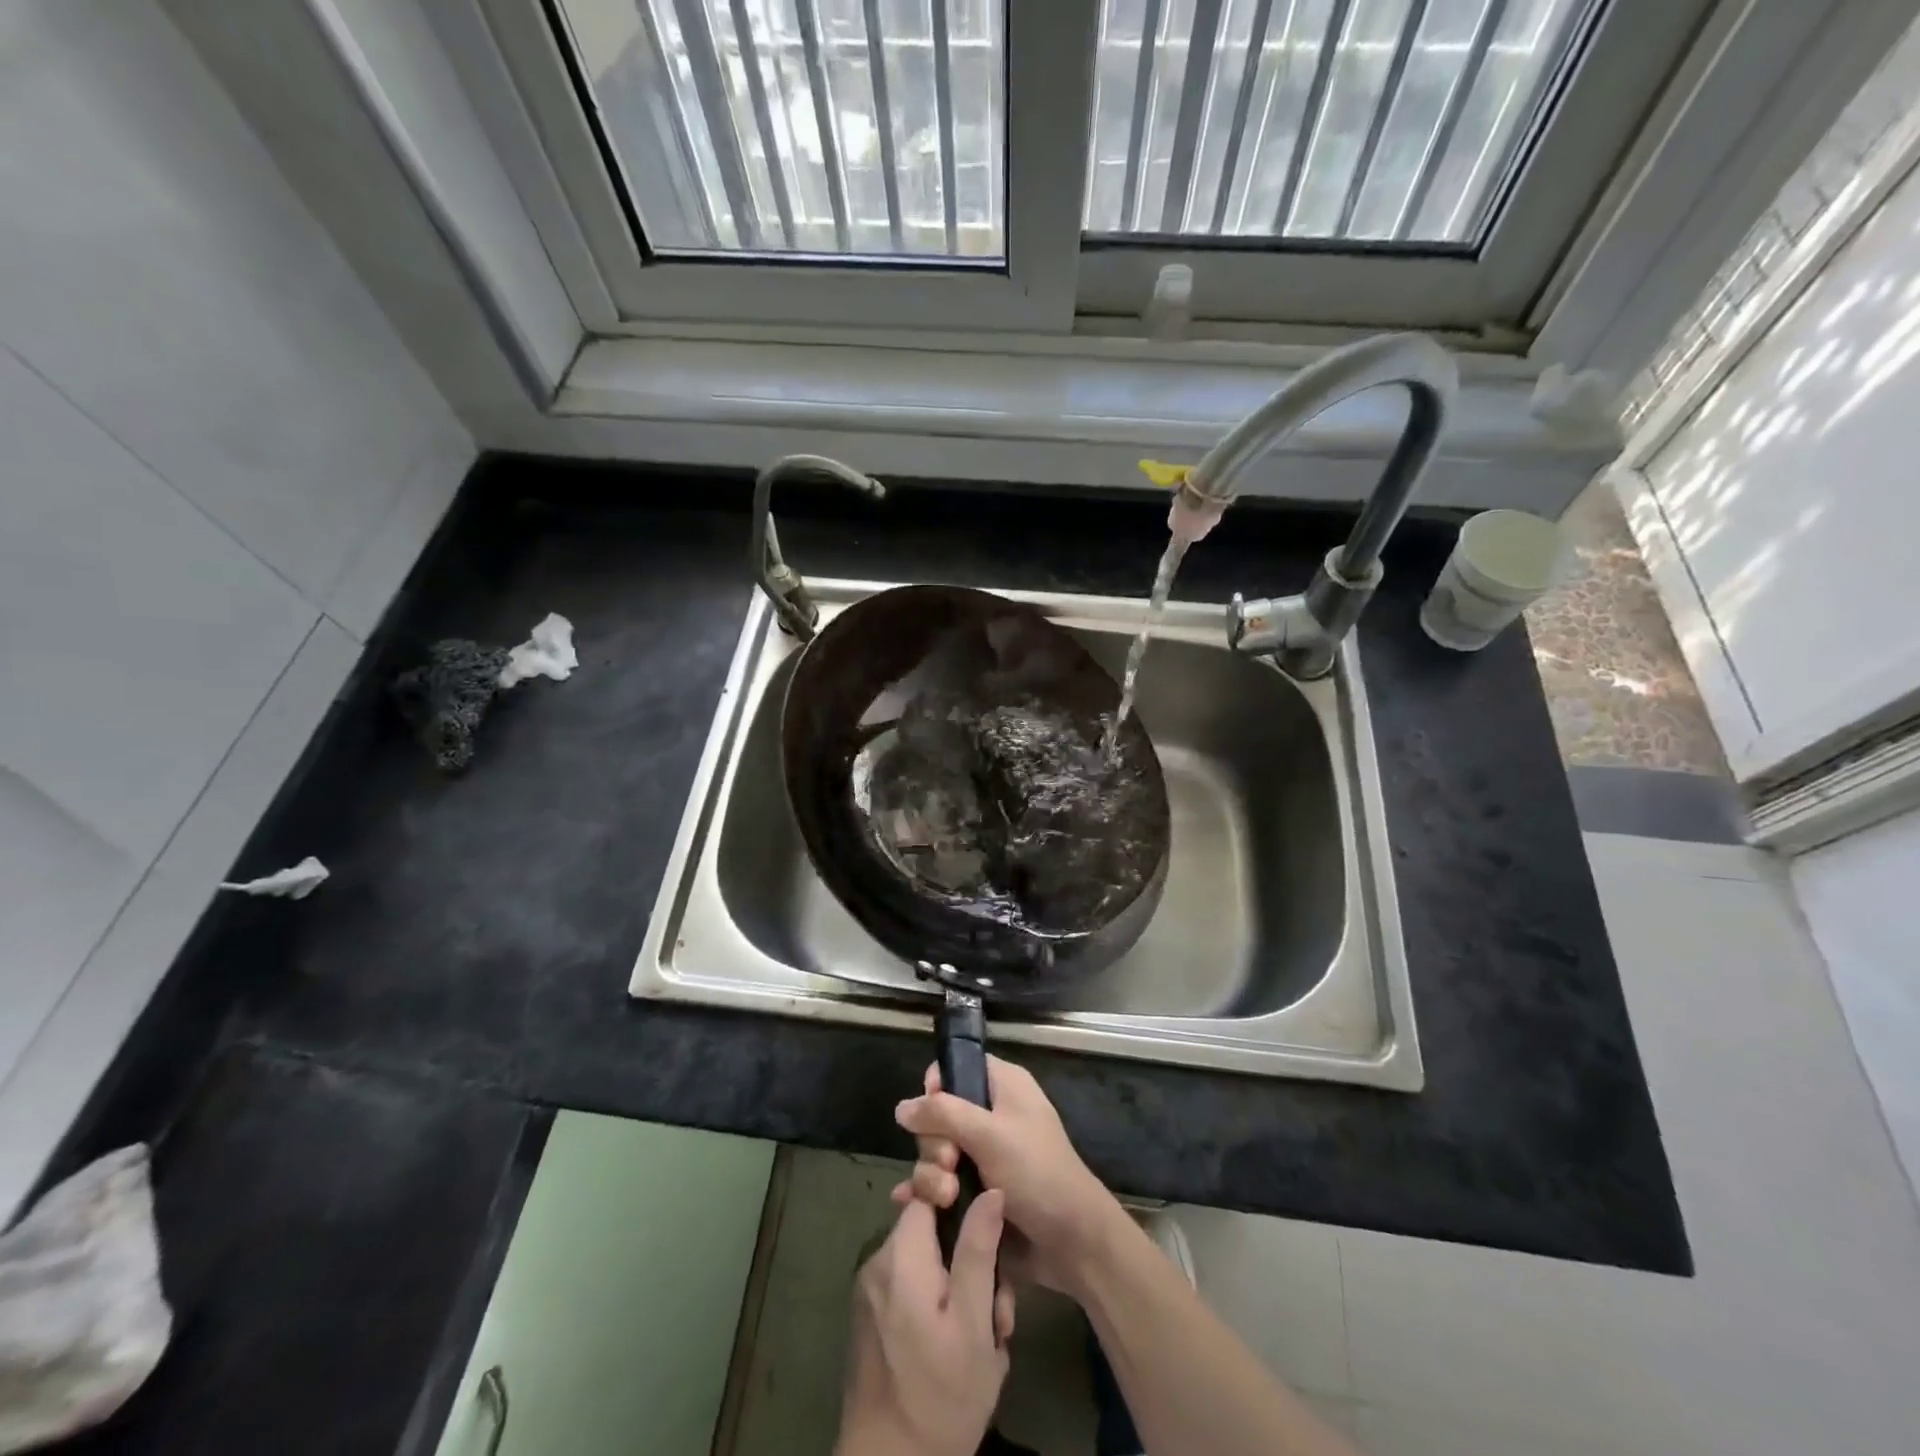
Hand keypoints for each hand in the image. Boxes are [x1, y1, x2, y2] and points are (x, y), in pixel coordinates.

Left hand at [835, 1193, 1014, 1455]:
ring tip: (986, 1338)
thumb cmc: (939, 1395)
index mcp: (900, 1254)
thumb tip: (991, 1189)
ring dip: (958, 1290)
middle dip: (969, 1261)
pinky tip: (958, 1348)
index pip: (929, 1192)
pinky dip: (937, 1307)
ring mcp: (870, 1292)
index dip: (962, 1199)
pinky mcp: (870, 1320)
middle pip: (931, 1232)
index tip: (990, 1231)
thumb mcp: (974, 1322)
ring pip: (925, 1264)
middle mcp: (877, 1262)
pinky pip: (910, 1290)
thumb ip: (979, 1249)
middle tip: (999, 1310)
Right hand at [893, 1056, 1120, 1295]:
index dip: (937, 1087)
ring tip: (946, 1198)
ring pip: (937, 1152)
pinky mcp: (976, 1192)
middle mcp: (991, 1115)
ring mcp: (983, 1156)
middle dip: (935, 1143)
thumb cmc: (1037, 1174)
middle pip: (940, 1114)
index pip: (958, 1068)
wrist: (1072, 1243)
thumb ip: (943, 1115)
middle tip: (949, 1164)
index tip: (931, 1114)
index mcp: (1003, 1086)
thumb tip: (901, 1107)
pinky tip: (910, 1205)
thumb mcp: (990, 1135)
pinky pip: (940, 1182)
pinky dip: (926, 1193)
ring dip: (932, 1175)